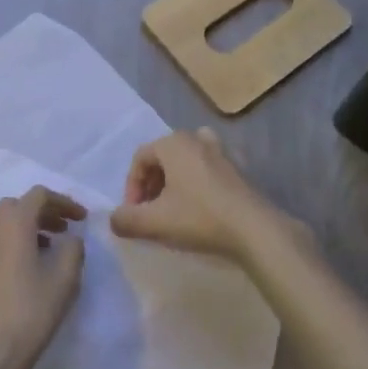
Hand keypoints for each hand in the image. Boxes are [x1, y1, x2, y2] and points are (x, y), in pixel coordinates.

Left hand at [0, 186, 86, 368]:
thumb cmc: (29, 312)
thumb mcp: (64, 280)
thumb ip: (73, 249)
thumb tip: (70, 239)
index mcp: (14, 222)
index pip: (40, 195)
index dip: (64, 202)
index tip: (82, 219)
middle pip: (18, 205)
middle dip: (44, 212)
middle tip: (64, 229)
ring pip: (4, 223)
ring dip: (28, 227)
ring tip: (49, 249)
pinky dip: (13, 243)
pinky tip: (27, 269)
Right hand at [110, 129, 288, 262]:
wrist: (254, 229)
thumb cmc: (199, 218)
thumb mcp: (154, 222)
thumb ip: (126, 219)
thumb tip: (114, 219)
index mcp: (173, 143)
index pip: (140, 158)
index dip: (131, 186)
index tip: (134, 214)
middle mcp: (195, 138)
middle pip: (161, 158)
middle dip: (150, 185)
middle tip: (150, 212)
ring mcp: (218, 151)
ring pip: (184, 162)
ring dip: (172, 183)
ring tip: (171, 210)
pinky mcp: (235, 168)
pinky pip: (204, 169)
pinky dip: (194, 184)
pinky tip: (197, 209)